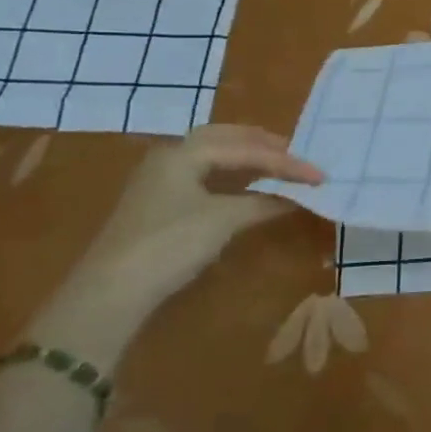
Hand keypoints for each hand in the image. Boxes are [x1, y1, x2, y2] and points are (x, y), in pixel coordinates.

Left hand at [62, 124, 322, 313]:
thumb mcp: (223, 221)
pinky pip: (205, 174)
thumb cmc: (169, 245)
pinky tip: (249, 185)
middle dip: (265, 145)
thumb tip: (298, 196)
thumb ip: (264, 202)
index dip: (287, 162)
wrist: (111, 293)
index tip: (320, 175)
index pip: (247, 149)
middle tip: (298, 155)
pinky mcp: (160, 203)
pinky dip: (233, 174)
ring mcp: (162, 180)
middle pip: (226, 138)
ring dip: (248, 157)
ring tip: (280, 164)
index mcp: (184, 152)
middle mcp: (171, 156)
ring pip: (214, 155)